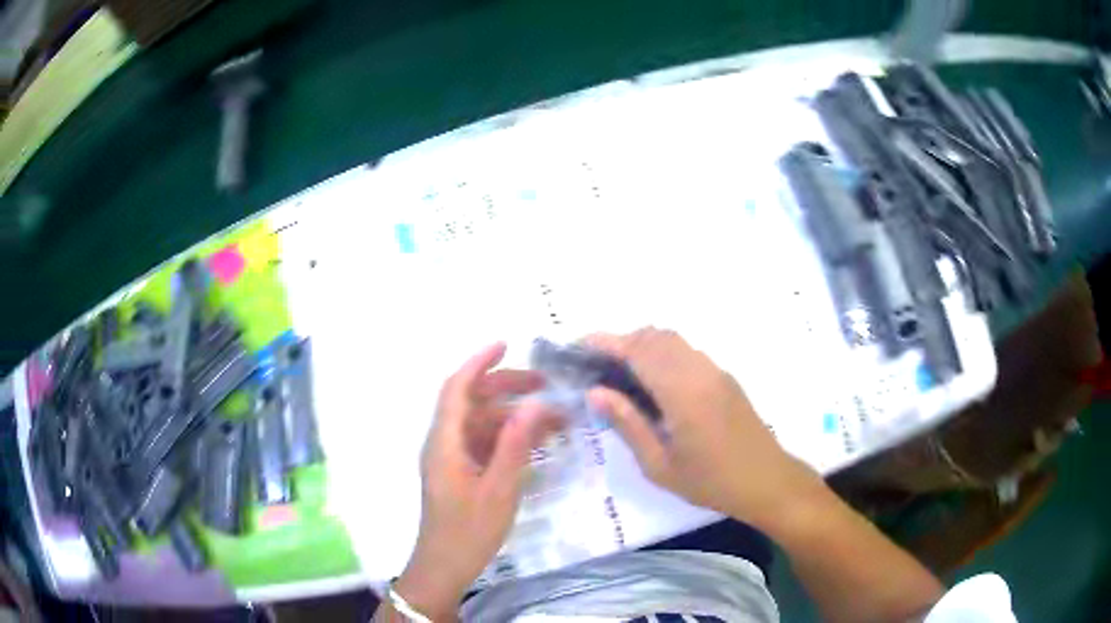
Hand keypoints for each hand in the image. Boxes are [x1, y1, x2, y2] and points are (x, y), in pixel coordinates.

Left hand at [394, 343, 561, 619]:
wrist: (445, 567)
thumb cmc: (469, 531)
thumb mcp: (499, 489)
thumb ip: (516, 445)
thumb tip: (536, 404)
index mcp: (445, 442)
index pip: (457, 388)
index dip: (479, 363)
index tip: (507, 345)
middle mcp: (444, 443)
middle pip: (472, 402)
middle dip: (506, 388)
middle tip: (545, 385)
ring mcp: (451, 459)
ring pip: (481, 423)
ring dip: (513, 416)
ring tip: (553, 418)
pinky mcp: (460, 473)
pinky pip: (483, 444)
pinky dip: (508, 438)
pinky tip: (537, 443)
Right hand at [586, 329, 822, 530]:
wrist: (767, 481)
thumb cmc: (710, 482)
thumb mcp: (660, 465)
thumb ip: (627, 424)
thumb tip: (595, 392)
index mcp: (682, 392)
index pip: (638, 350)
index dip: (606, 342)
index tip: (580, 346)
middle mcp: (700, 371)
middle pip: (655, 336)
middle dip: (622, 340)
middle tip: (596, 364)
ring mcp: (716, 371)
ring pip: (673, 340)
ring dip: (644, 344)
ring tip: (620, 372)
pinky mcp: (725, 378)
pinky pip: (688, 352)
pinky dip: (663, 353)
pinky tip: (654, 382)